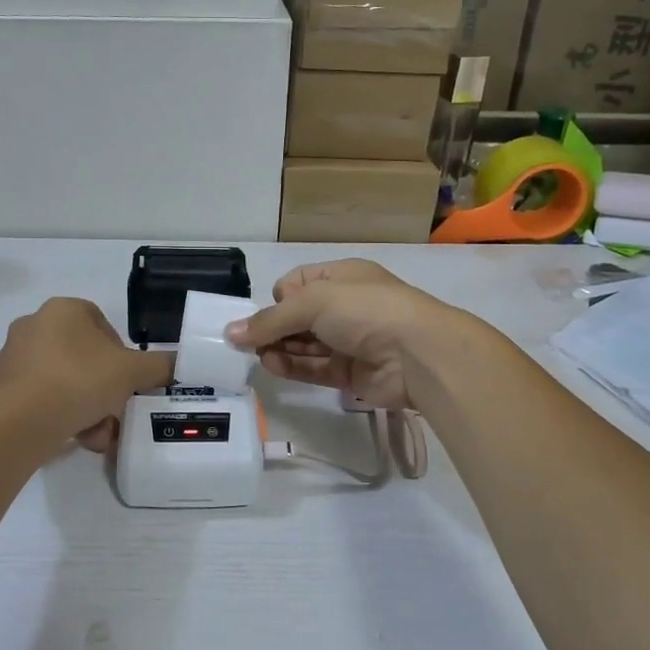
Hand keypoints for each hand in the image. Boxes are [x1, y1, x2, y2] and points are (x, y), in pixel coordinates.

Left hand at [0, 298, 173, 452]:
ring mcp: (13, 357)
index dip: (121, 353)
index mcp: (63, 309)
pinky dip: (62, 415)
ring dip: (86, 407)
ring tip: (98, 435)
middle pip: (83, 357)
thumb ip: (160, 365)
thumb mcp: (133, 372)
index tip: (128, 380)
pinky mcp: (1, 388)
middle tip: (116, 412)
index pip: (102, 324)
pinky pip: (42, 398)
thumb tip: (179, 364)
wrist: (22, 422)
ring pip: (64, 381)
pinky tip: (76, 438)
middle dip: (104, 388)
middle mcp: (34, 325)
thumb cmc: (80, 380)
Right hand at [224, 260, 462, 409]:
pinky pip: (315, 368)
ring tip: (255, 355)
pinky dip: (293, 367)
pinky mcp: (351, 373)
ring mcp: (350, 341)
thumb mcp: (313, 302)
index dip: (281, 296)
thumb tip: (230, 332)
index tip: (272, 310)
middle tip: (247, 340)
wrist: (419, 354)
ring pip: (305, 344)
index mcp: (343, 277)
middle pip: (299, 316)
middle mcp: (346, 306)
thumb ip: (270, 320)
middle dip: (274, 326)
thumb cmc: (366, 310)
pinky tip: (271, 366)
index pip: (299, 283)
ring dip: (279, 348)